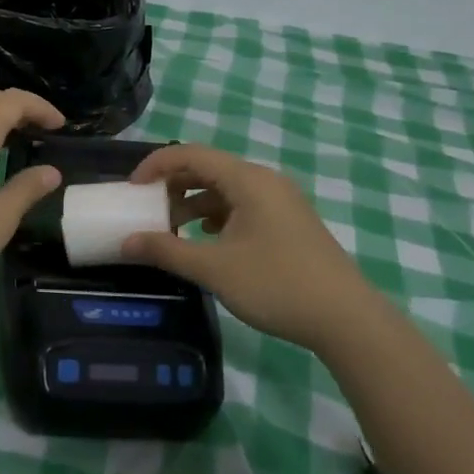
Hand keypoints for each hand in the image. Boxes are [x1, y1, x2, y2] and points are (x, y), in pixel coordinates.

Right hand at [120, 144, 370, 351]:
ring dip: (195, 202)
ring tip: (172, 229)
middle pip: (209, 168)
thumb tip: (126, 243)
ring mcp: (281, 201)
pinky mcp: (289, 221)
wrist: (346, 318)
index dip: (156, 165)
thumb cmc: (276, 285)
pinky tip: (208, 239)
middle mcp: (265, 180)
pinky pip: (243, 205)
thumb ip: (167, 251)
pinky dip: (218, 215)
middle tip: (147, 208)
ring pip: (226, 188)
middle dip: (173, 185)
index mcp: (247, 179)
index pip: (191, 154)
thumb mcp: (214, 269)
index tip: (132, 189)